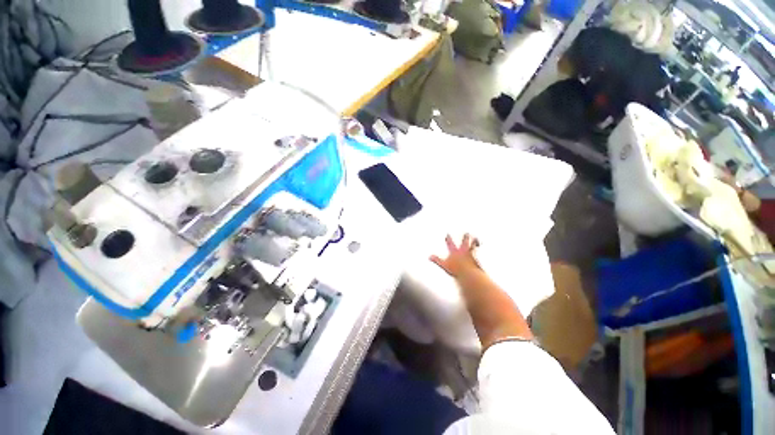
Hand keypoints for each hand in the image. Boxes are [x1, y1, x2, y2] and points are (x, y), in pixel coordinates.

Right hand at [430, 234, 480, 277]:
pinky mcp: (476, 257)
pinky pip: (477, 253)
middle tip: (466, 233)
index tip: (448, 234)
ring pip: (473, 245)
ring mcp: (470, 254)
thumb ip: (437, 260)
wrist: (467, 273)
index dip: (449, 239)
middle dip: (465, 237)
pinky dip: (478, 251)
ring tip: (476, 239)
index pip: (450, 243)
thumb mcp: (444, 265)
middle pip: (464, 242)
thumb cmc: (456, 270)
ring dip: (474, 241)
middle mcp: (463, 251)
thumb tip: (429, 257)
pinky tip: (479, 249)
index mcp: (454, 252)